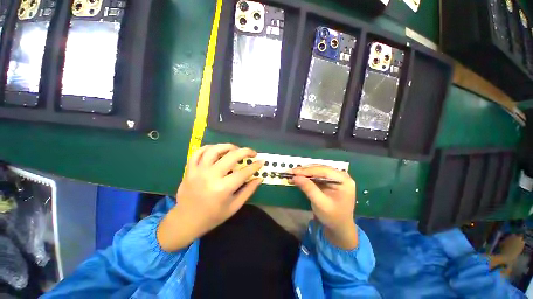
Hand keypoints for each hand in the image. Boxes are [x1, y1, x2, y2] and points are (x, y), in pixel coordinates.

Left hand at [157, 144, 263, 251]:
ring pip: (214, 150)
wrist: (186, 221)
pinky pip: (198, 152)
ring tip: (235, 149)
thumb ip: (248, 191)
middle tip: (252, 153)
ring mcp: (198, 171)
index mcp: (223, 189)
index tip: (261, 161)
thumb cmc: (213, 216)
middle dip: (246, 151)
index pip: (244, 172)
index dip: (255, 166)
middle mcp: (210, 176)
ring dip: (228, 146)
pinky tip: (217, 150)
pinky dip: (209, 148)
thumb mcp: (234, 206)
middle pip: (231, 156)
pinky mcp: (190, 170)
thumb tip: (259, 178)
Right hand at [292, 165, 357, 249]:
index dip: (308, 170)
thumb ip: (309, 188)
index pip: (324, 171)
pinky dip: (307, 176)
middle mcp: (341, 176)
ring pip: (318, 170)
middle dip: (305, 171)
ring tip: (293, 174)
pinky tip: (299, 177)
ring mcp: (336, 177)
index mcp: (344, 181)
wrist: (339, 227)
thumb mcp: (320, 203)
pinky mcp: (330, 181)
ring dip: (305, 172)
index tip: (294, 171)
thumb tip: (295, 177)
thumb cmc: (333, 217)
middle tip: (291, 172)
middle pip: (320, 169)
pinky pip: (317, 175)